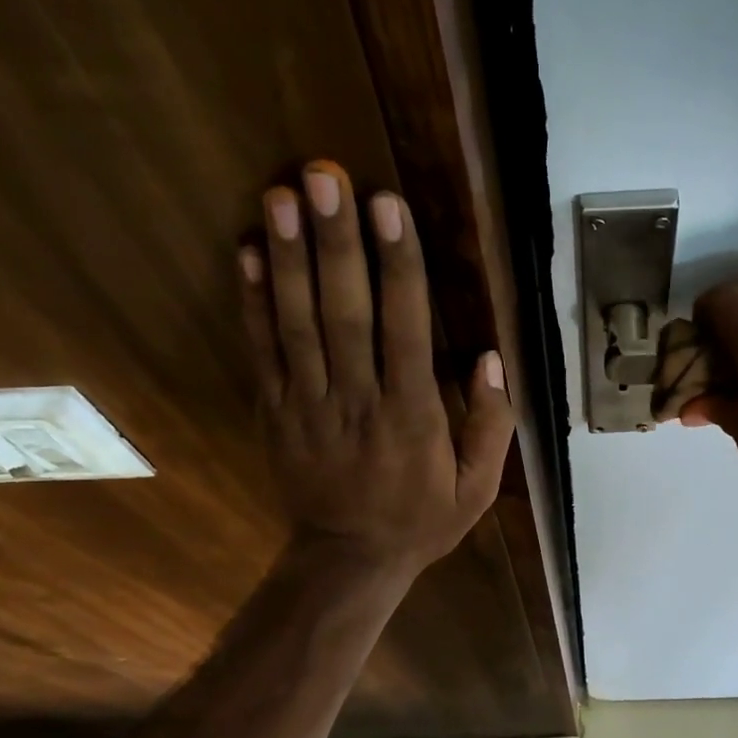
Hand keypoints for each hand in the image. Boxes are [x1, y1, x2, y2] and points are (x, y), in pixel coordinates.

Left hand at [239, 162, 513, 575]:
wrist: (348, 560)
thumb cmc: (420, 521)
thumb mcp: (477, 488)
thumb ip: (491, 426)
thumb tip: (491, 358)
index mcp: (412, 417)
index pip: (406, 329)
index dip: (397, 265)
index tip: (387, 206)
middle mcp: (358, 402)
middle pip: (345, 313)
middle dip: (336, 243)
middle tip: (324, 176)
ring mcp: (309, 406)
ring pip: (298, 324)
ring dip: (288, 258)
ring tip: (281, 195)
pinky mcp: (276, 413)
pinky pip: (263, 352)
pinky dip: (252, 302)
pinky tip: (246, 252)